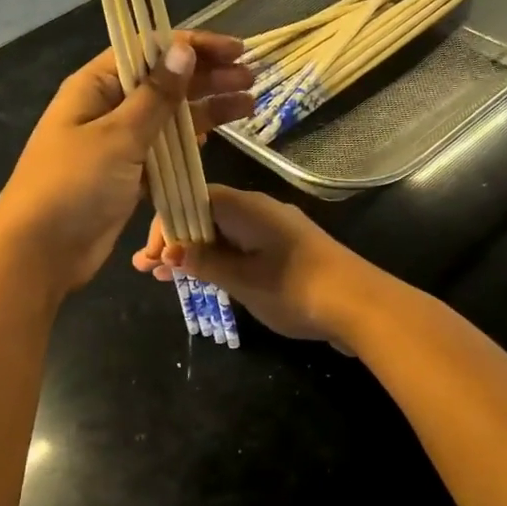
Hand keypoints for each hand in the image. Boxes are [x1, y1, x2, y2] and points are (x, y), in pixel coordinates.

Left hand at [0, 32, 254, 295]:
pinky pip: (164, 151)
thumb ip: (155, 96)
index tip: (234, 50)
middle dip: (206, 77)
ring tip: (249, 102)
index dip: (192, 47)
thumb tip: (183, 49)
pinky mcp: (128, 176)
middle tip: (251, 76)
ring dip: (205, 108)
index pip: (148, 51)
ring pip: (168, 118)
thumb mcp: (117, 136)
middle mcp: (106, 109)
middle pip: (163, 82)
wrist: (40, 252)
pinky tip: (218, 135)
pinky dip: (190, 143)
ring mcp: (117, 144)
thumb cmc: (73, 186)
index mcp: (95, 87)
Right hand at [132, 184, 383, 345]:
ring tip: (161, 277)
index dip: (166, 224)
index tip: (150, 255)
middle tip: (144, 268)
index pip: (193, 199)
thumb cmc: (296, 288)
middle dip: (173, 241)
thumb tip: (169, 252)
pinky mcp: (284, 252)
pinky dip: (217, 262)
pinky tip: (200, 280)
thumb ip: (205, 263)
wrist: (361, 306)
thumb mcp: (243, 280)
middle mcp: (258, 211)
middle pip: (205, 216)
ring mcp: (273, 231)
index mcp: (246, 207)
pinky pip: (240, 249)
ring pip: (221, 235)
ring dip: (192, 254)